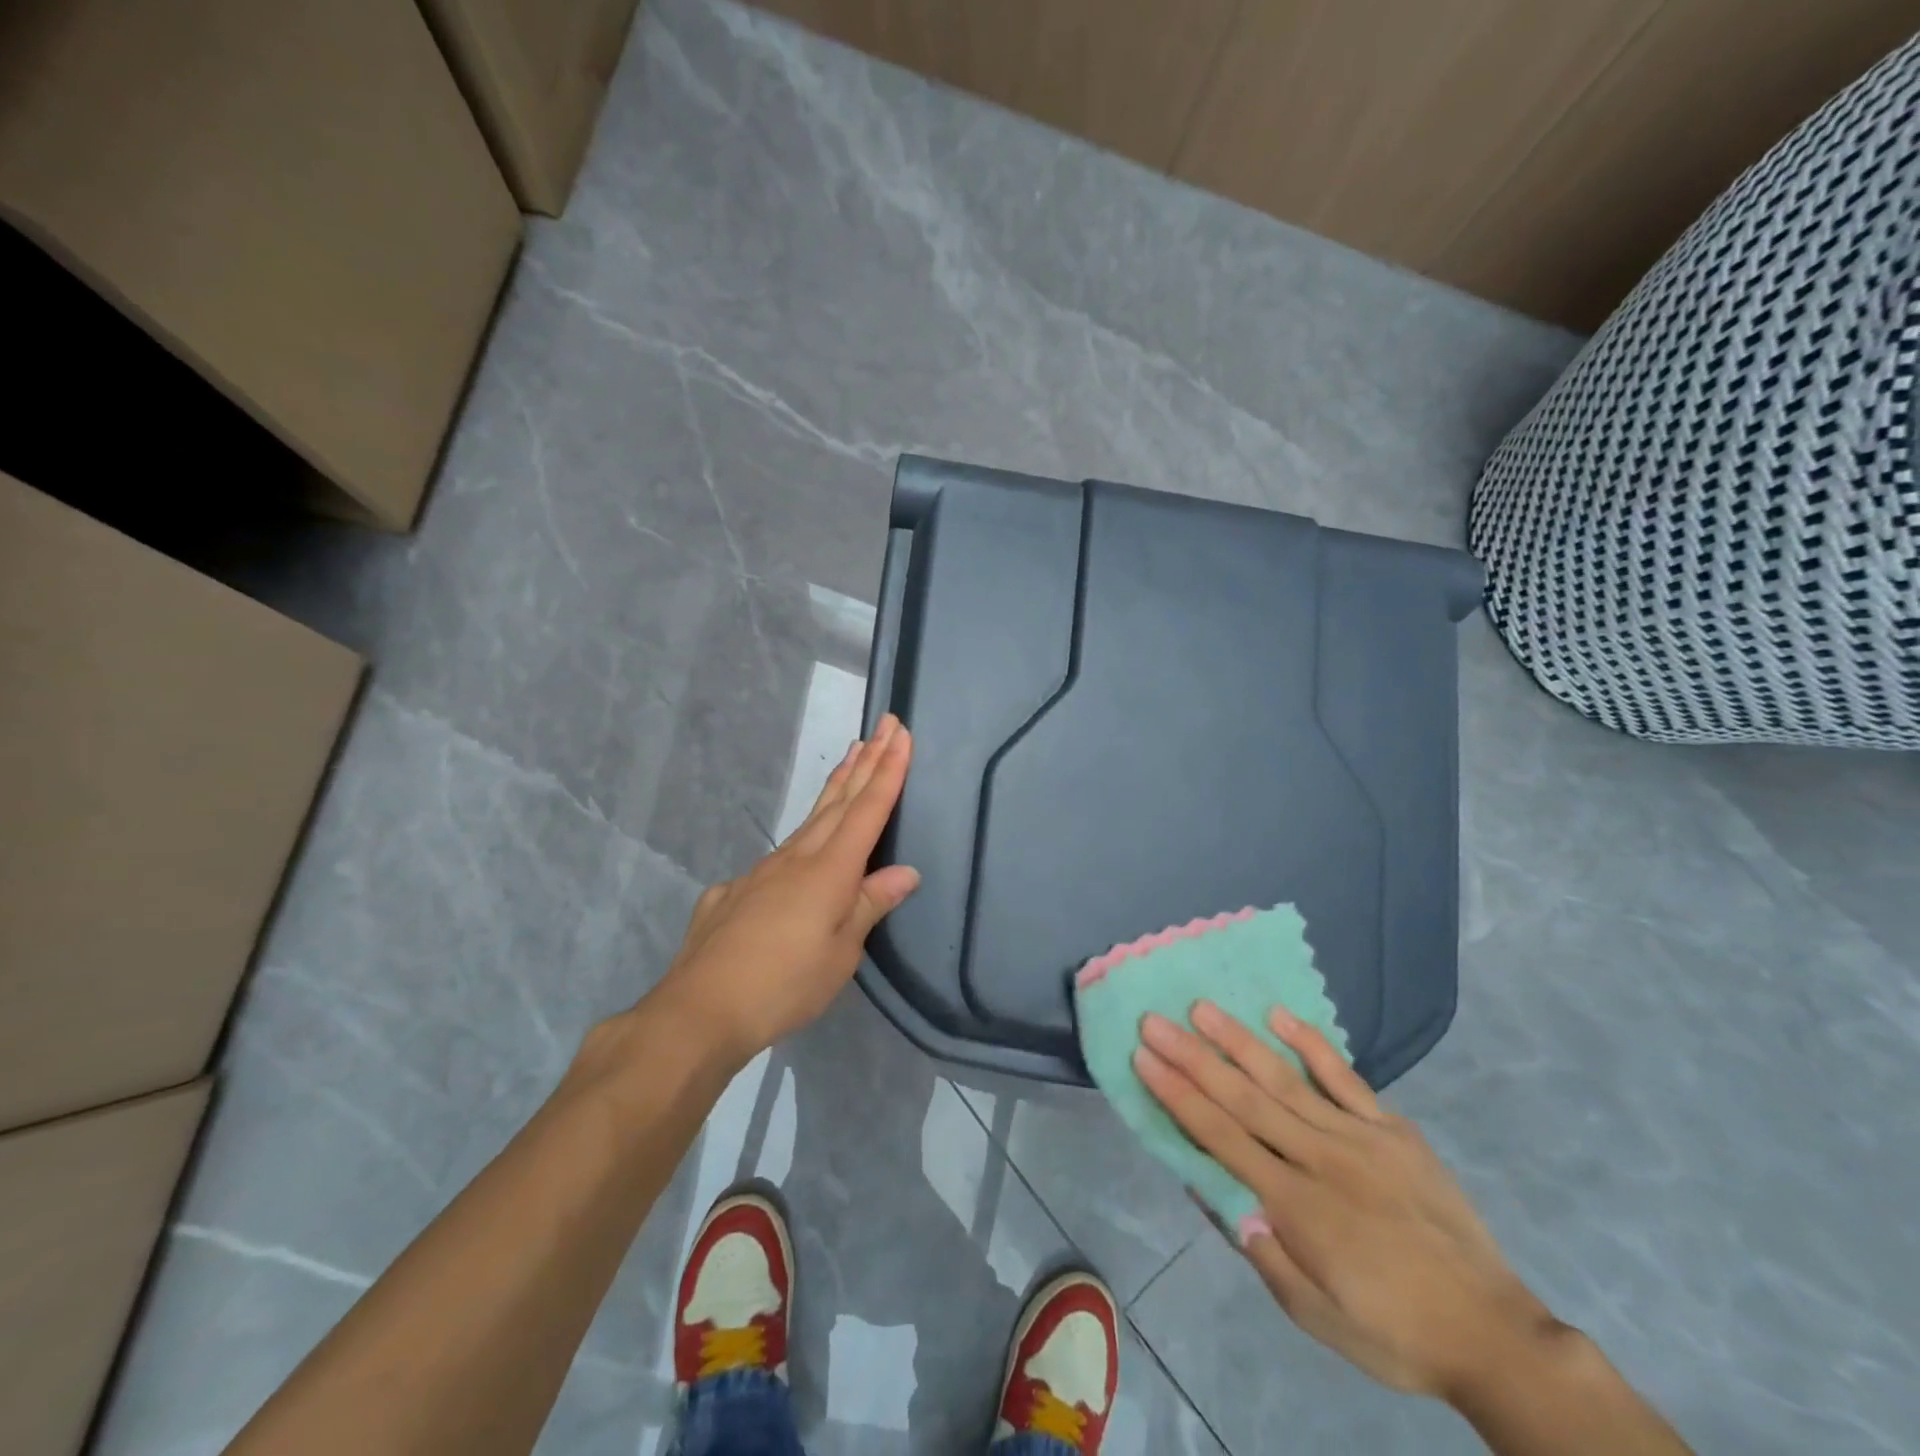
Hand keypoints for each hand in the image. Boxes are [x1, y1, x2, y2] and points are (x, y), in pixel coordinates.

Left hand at [655, 714, 918, 1062]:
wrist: (699, 1009)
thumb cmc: (785, 984)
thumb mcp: (841, 953)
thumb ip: (870, 905)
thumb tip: (905, 872)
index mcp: (829, 870)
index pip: (867, 809)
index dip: (888, 771)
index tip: (901, 733)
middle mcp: (795, 858)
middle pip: (838, 801)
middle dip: (866, 761)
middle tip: (883, 726)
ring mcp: (760, 872)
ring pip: (807, 821)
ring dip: (834, 788)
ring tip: (851, 760)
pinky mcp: (733, 892)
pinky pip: (776, 860)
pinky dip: (798, 843)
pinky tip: (796, 859)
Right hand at [1135, 1002, 1558, 1401]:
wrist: (1493, 1334)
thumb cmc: (1392, 1331)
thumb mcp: (1314, 1315)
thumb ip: (1261, 1249)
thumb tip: (1211, 1188)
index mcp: (1297, 1206)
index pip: (1221, 1137)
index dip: (1178, 1095)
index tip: (1143, 1057)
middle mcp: (1321, 1158)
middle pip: (1243, 1098)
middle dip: (1192, 1057)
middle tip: (1154, 1020)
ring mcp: (1360, 1137)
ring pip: (1286, 1078)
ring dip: (1238, 1040)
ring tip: (1202, 1007)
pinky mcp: (1393, 1129)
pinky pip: (1345, 1078)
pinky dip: (1311, 1044)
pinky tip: (1279, 1014)